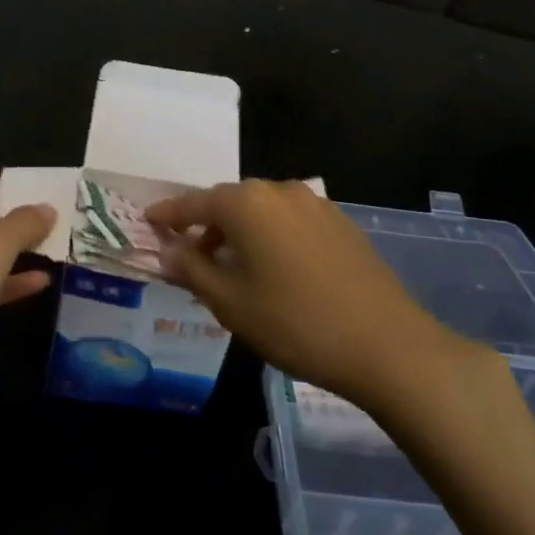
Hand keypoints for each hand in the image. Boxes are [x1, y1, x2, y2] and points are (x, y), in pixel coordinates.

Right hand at [146, 180, 490, 411]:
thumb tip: (167, 252)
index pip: (194, 203)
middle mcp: (280, 191)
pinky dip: (270, 236)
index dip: (169, 214)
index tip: (148, 221)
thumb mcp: (230, 302)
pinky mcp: (340, 223)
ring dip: (239, 231)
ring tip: (231, 267)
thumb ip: (191, 270)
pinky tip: (272, 269)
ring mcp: (315, 204)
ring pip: (262, 211)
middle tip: (189, 255)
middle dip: (206, 225)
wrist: (385, 344)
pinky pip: (290, 221)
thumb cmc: (294, 322)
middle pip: (230, 202)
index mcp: (247, 203)